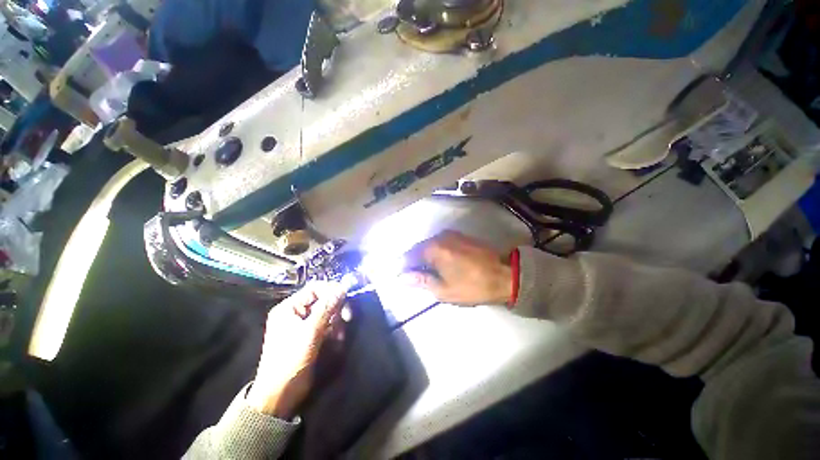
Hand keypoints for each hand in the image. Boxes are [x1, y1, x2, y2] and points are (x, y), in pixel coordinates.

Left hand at [247, 282, 346, 418]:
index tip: (347, 295)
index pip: (314, 289)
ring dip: (335, 321)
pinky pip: (325, 325)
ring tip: (339, 335)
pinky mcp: (309, 336)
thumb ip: (327, 307)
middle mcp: (295, 313)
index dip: (331, 290)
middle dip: (335, 308)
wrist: (280, 395)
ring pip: (326, 313)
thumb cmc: (291, 360)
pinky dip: (332, 330)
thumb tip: (343, 287)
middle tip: (346, 318)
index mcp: (289, 308)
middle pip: (322, 300)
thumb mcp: (310, 332)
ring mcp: (302, 325)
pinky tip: (336, 340)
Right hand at [401, 231, 512, 305]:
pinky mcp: (460, 236)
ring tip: (427, 272)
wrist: (504, 275)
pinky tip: (440, 263)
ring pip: (430, 245)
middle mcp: (440, 237)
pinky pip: (441, 243)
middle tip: (414, 277)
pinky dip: (436, 252)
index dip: (403, 267)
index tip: (401, 277)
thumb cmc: (472, 286)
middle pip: (419, 248)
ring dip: (425, 257)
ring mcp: (451, 235)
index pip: (409, 256)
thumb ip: (421, 280)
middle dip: (414, 262)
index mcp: (433, 249)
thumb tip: (402, 278)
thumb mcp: (443, 290)